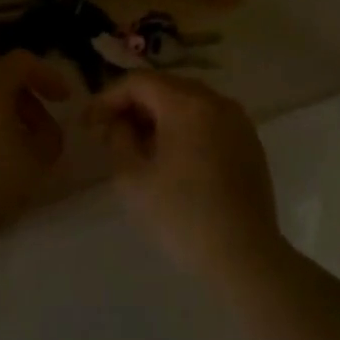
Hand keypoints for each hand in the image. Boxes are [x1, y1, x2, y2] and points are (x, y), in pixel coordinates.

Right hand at [88, 72, 282, 277]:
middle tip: (109, 132)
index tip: (89, 124)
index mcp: (187, 104)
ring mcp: (238, 122)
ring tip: (138, 146)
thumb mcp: (132, 178)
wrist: (244, 256)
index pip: (139, 82)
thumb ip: (118, 139)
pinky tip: (171, 156)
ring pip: (189, 102)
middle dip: (133, 105)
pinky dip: (184, 127)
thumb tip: (119, 124)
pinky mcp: (249, 143)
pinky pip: (209, 120)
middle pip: (165, 87)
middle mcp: (217, 102)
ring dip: (158, 116)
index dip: (108, 98)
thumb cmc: (181, 215)